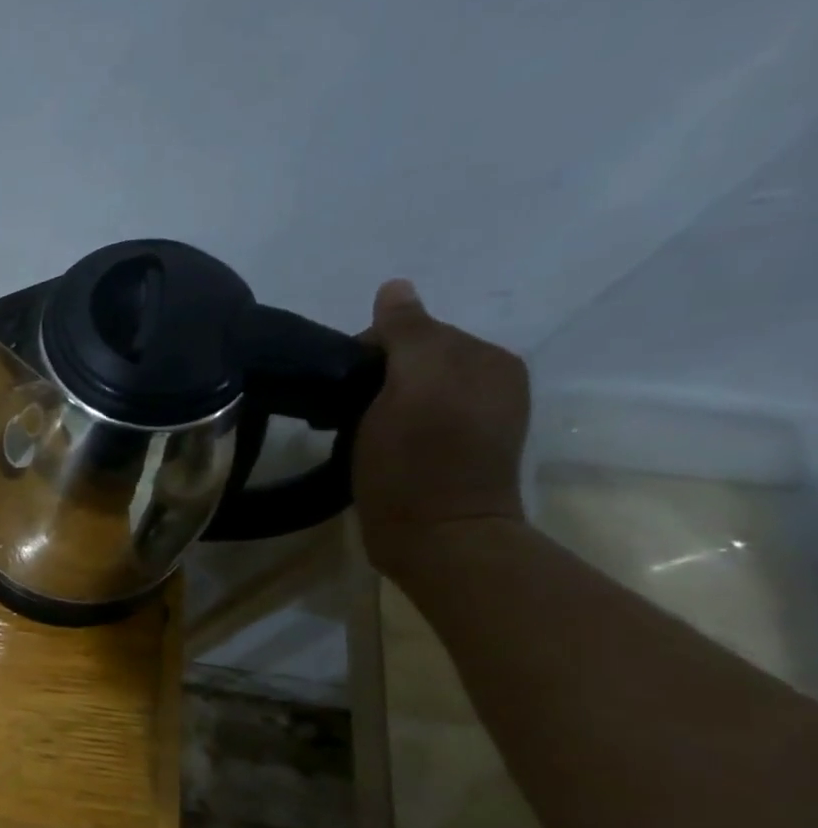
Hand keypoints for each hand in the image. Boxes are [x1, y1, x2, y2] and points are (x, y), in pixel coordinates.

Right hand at [353, 280, 529, 577]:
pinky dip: (385, 426)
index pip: (412, 331)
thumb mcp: (412, 386)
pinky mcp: (452, 453)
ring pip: (407, 391)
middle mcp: (488, 382)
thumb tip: (394, 287)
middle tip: (342, 415)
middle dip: (372, 378)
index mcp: (485, 359)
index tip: (340, 388)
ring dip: (373, 405)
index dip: (367, 353)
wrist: (437, 539)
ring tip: (352, 433)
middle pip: (410, 360)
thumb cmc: (419, 461)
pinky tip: (371, 447)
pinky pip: (410, 419)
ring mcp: (473, 420)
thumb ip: (407, 333)